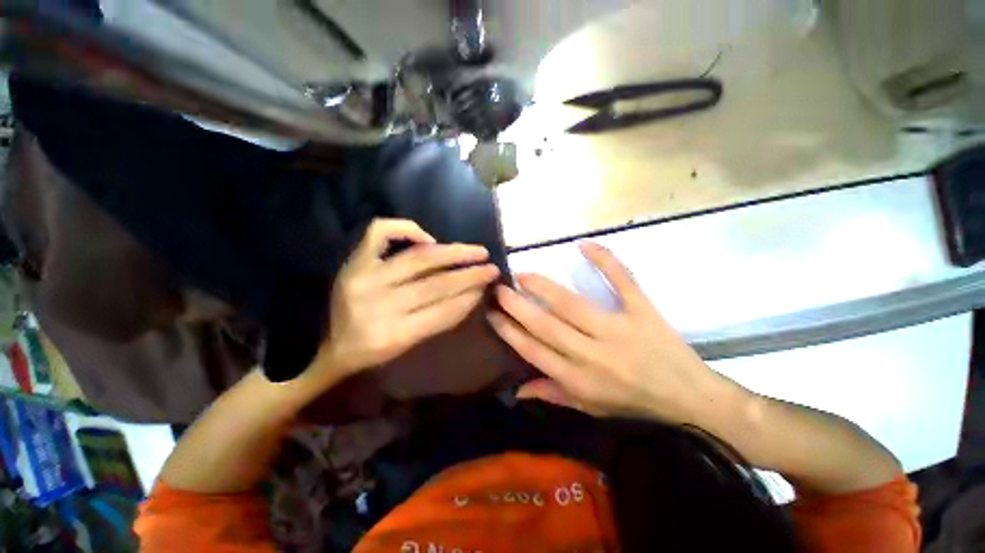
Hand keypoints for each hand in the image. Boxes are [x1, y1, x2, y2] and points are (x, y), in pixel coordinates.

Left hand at [312, 218, 499, 382]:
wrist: (329, 344)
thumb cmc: (372, 351)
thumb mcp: (408, 347)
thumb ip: (439, 320)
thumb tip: (471, 294)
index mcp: (392, 335)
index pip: (444, 310)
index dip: (470, 296)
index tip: (488, 285)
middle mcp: (378, 304)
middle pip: (436, 283)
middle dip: (470, 274)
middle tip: (491, 267)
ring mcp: (364, 277)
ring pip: (419, 258)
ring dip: (454, 252)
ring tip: (476, 251)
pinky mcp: (354, 261)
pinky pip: (382, 232)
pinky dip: (407, 228)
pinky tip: (428, 238)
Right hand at [488, 242, 725, 423]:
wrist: (688, 396)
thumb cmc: (632, 401)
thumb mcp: (590, 406)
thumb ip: (552, 393)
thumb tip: (516, 389)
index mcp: (579, 379)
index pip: (533, 350)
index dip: (508, 330)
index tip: (491, 313)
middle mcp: (593, 353)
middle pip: (546, 325)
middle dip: (517, 304)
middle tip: (499, 287)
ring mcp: (618, 329)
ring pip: (572, 304)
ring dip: (543, 287)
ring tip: (523, 273)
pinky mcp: (642, 310)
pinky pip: (622, 281)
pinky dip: (605, 260)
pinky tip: (584, 244)